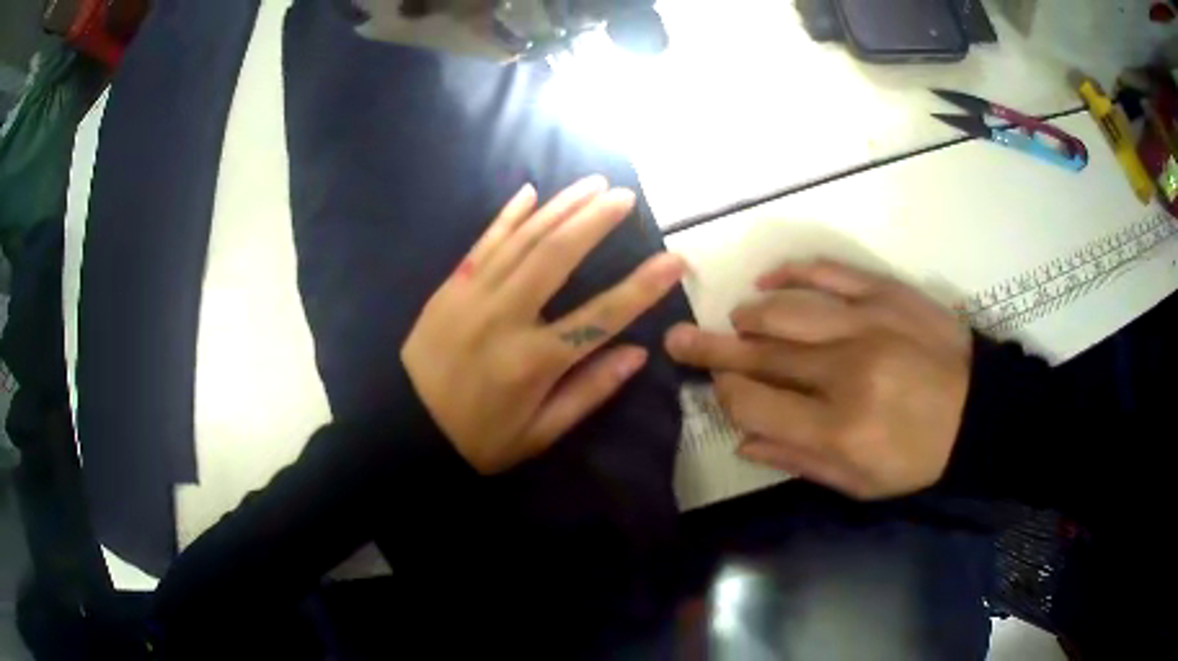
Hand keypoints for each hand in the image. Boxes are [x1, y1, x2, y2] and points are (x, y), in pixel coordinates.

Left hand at [403, 177, 685, 474]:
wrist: (405, 428)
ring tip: (592, 184)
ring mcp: (472, 296)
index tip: (674, 259)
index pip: (601, 315)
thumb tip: (637, 353)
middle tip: (625, 196)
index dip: (643, 287)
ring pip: (523, 239)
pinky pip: (483, 242)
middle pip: (557, 256)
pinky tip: (530, 192)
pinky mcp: (450, 287)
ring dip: (560, 207)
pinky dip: (508, 215)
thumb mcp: (540, 433)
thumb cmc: (478, 440)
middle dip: (595, 220)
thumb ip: (589, 391)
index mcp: (534, 362)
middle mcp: (505, 317)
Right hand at [665, 260, 971, 499]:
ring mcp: (866, 323)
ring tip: (735, 319)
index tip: (718, 388)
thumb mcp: (860, 484)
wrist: (979, 411)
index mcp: (837, 426)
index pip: (755, 402)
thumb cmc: (919, 457)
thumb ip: (798, 460)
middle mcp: (844, 370)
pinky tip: (770, 279)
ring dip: (750, 314)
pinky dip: (793, 271)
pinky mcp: (885, 293)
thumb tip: (742, 439)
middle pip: (761, 353)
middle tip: (679, 337)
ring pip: (787, 309)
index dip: (726, 393)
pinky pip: (829, 272)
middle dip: (712, 348)